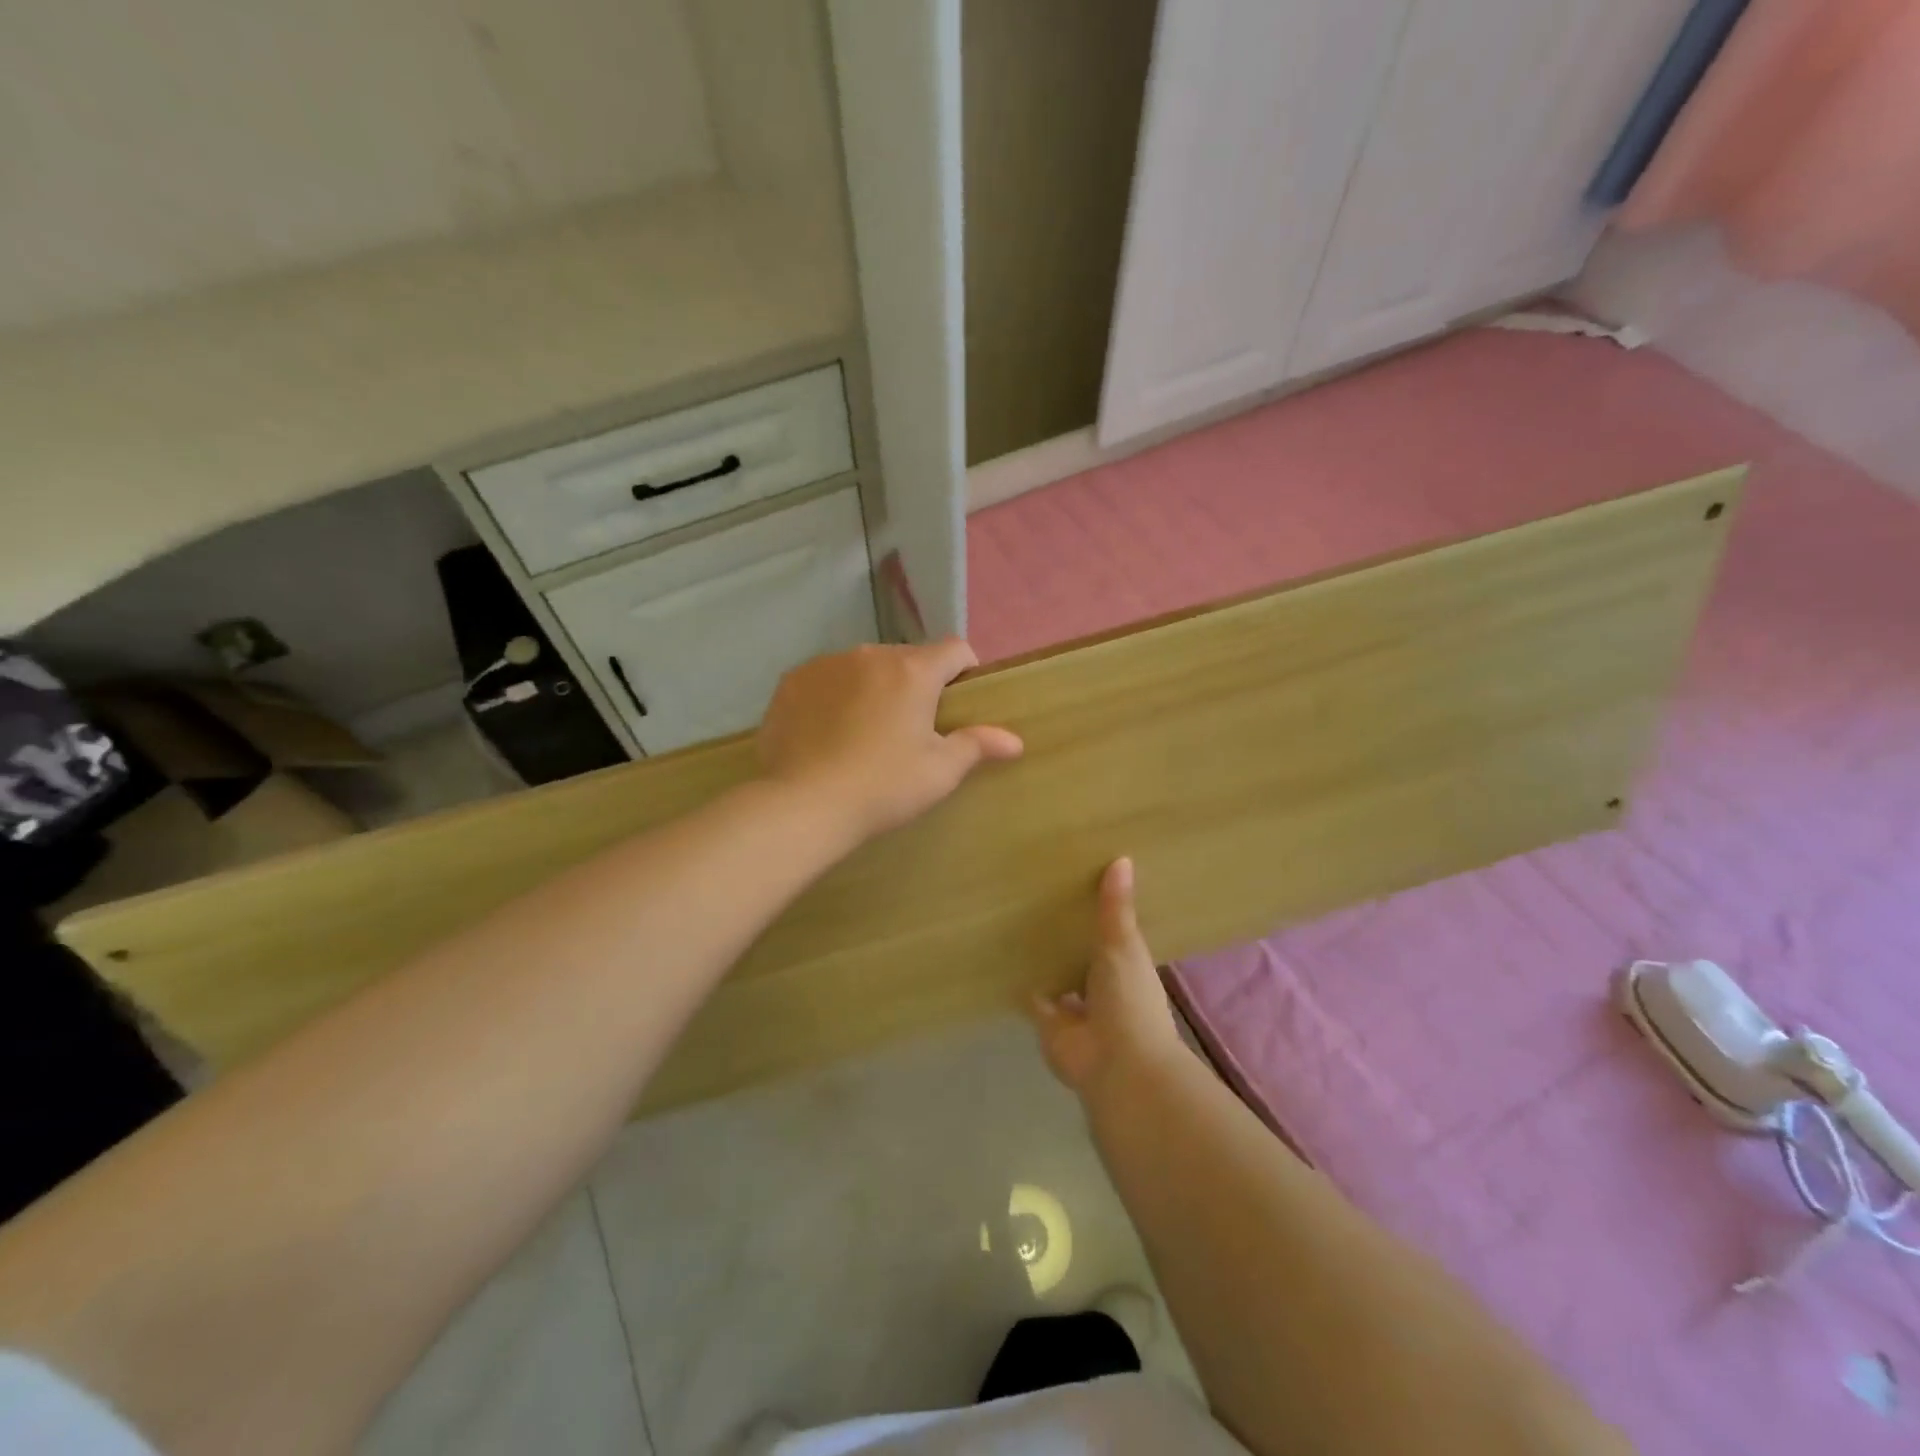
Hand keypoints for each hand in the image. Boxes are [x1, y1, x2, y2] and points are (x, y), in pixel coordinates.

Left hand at [758, 639, 1023, 841]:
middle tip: (910, 728)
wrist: (805, 804)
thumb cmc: (883, 787)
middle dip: (915, 683)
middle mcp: (870, 655)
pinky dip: (834, 695)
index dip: (964, 671)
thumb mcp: (939, 772)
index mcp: (913, 671)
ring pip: (864, 666)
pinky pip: (826, 678)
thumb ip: (977, 746)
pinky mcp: (792, 681)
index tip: (958, 702)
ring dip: (873, 687)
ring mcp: (826, 664)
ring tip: (864, 731)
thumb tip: (1015, 741)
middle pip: (907, 658)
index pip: (954, 649)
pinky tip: (827, 732)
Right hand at [1032, 858, 1185, 1095]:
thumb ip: (1116, 908)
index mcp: (1127, 967)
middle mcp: (1103, 988)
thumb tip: (1123, 858)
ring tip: (1020, 924)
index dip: (1102, 917)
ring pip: (1060, 979)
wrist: (1117, 1064)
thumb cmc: (1129, 999)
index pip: (1114, 936)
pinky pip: (1032, 999)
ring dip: (1047, 962)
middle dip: (1070, 939)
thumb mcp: (1124, 945)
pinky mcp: (1049, 1024)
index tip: (1082, 887)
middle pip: (1083, 958)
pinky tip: (1004, 958)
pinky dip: (1022, 984)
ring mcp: (1076, 1009)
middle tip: (1043, 900)